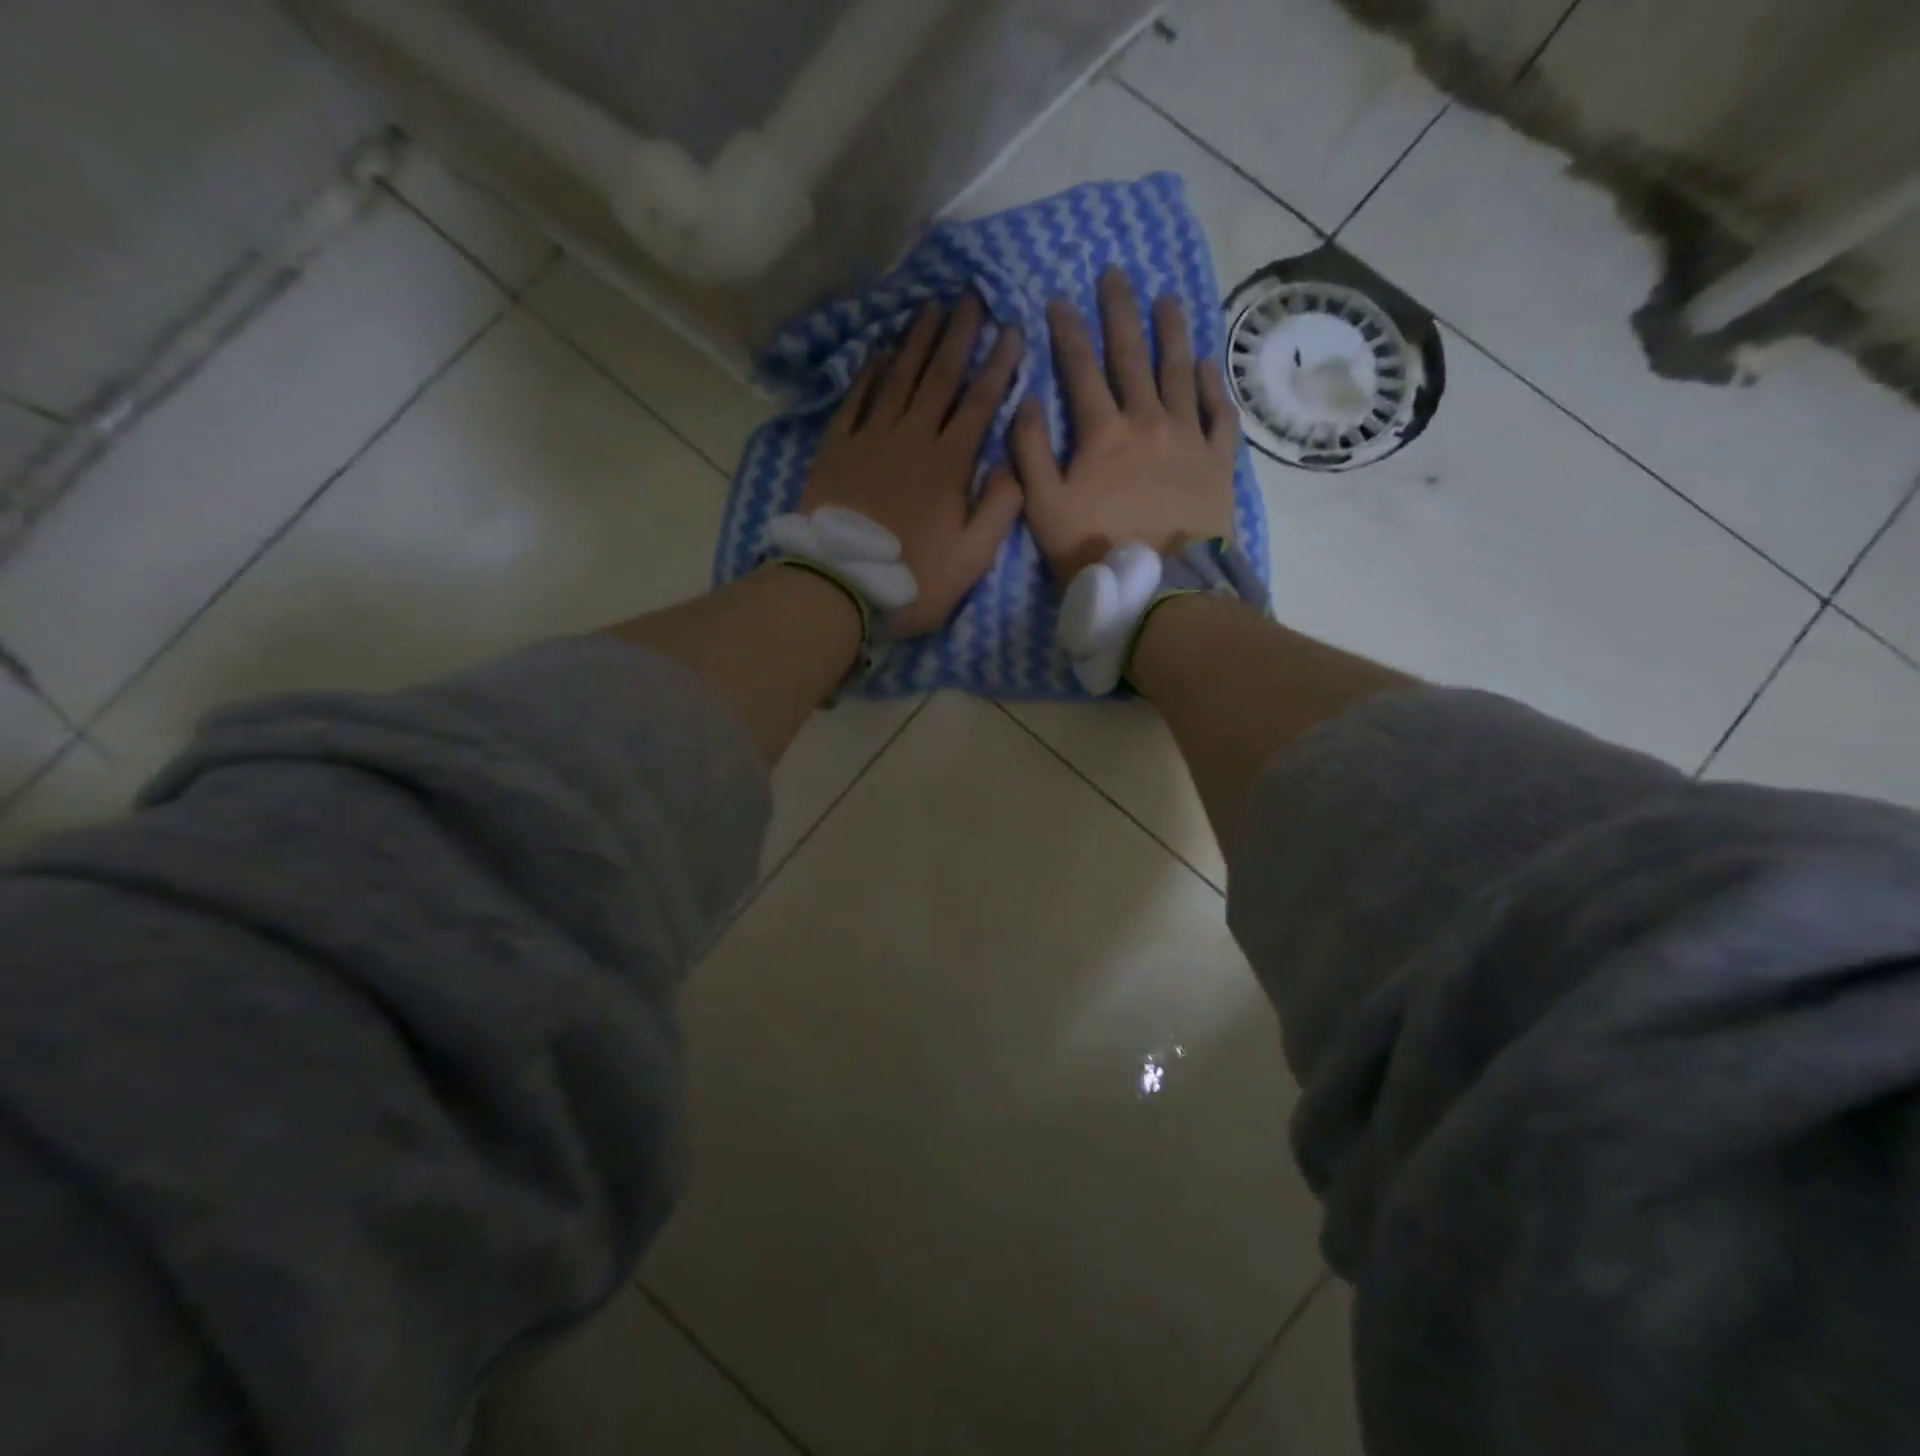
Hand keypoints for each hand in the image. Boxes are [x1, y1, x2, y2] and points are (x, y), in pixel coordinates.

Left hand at [800, 295, 1024, 636]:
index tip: (1011, 329)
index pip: (979, 403)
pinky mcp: (836, 449)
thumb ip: (999, 508)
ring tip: (929, 307)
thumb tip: (1014, 462)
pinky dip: (868, 374)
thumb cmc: (913, 579)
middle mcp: (911, 439)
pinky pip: (855, 401)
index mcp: (949, 464)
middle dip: (958, 335)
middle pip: (938, 377)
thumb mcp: (972, 558)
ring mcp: (870, 440)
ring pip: (897, 379)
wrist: (839, 586)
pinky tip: (878, 352)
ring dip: (915, 341)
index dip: (998, 365)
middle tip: (969, 295)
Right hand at [1011, 268, 1238, 581]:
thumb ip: (1031, 453)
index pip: (1080, 368)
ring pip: (1179, 371)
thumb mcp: (1044, 508)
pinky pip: (1217, 412)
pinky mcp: (1218, 460)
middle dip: (1120, 312)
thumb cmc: (1096, 550)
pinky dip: (1211, 385)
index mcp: (1102, 432)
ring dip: (1171, 332)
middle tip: (1116, 274)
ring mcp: (1188, 437)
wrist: (1162, 586)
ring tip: (1167, 299)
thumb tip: (1026, 402)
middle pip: (1132, 355)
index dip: (1067, 331)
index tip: (1059, 299)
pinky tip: (1205, 364)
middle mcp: (1148, 420)